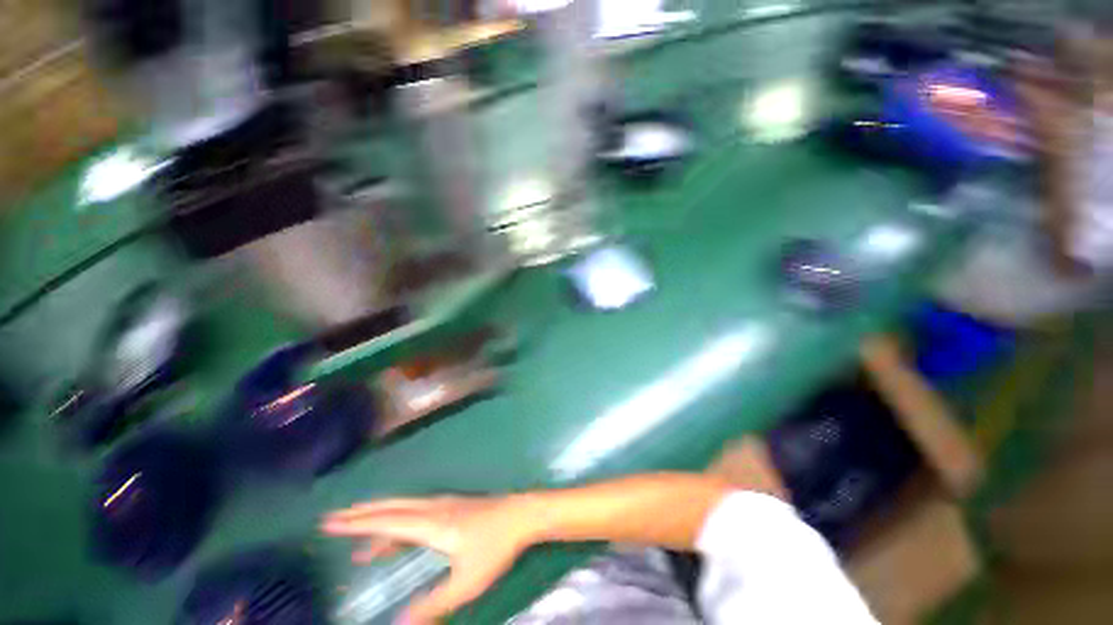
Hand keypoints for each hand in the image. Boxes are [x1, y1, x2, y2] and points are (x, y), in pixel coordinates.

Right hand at [322, 495, 536, 622]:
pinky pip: (417, 513)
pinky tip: (395, 539)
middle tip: (333, 518)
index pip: (386, 522)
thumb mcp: (465, 582)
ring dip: (379, 517)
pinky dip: (399, 523)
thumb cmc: (495, 547)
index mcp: (431, 524)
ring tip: (355, 534)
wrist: (522, 515)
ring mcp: (444, 505)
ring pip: (403, 508)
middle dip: (361, 514)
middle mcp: (433, 509)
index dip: (357, 524)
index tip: (330, 523)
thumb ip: (433, 605)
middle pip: (391, 508)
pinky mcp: (453, 508)